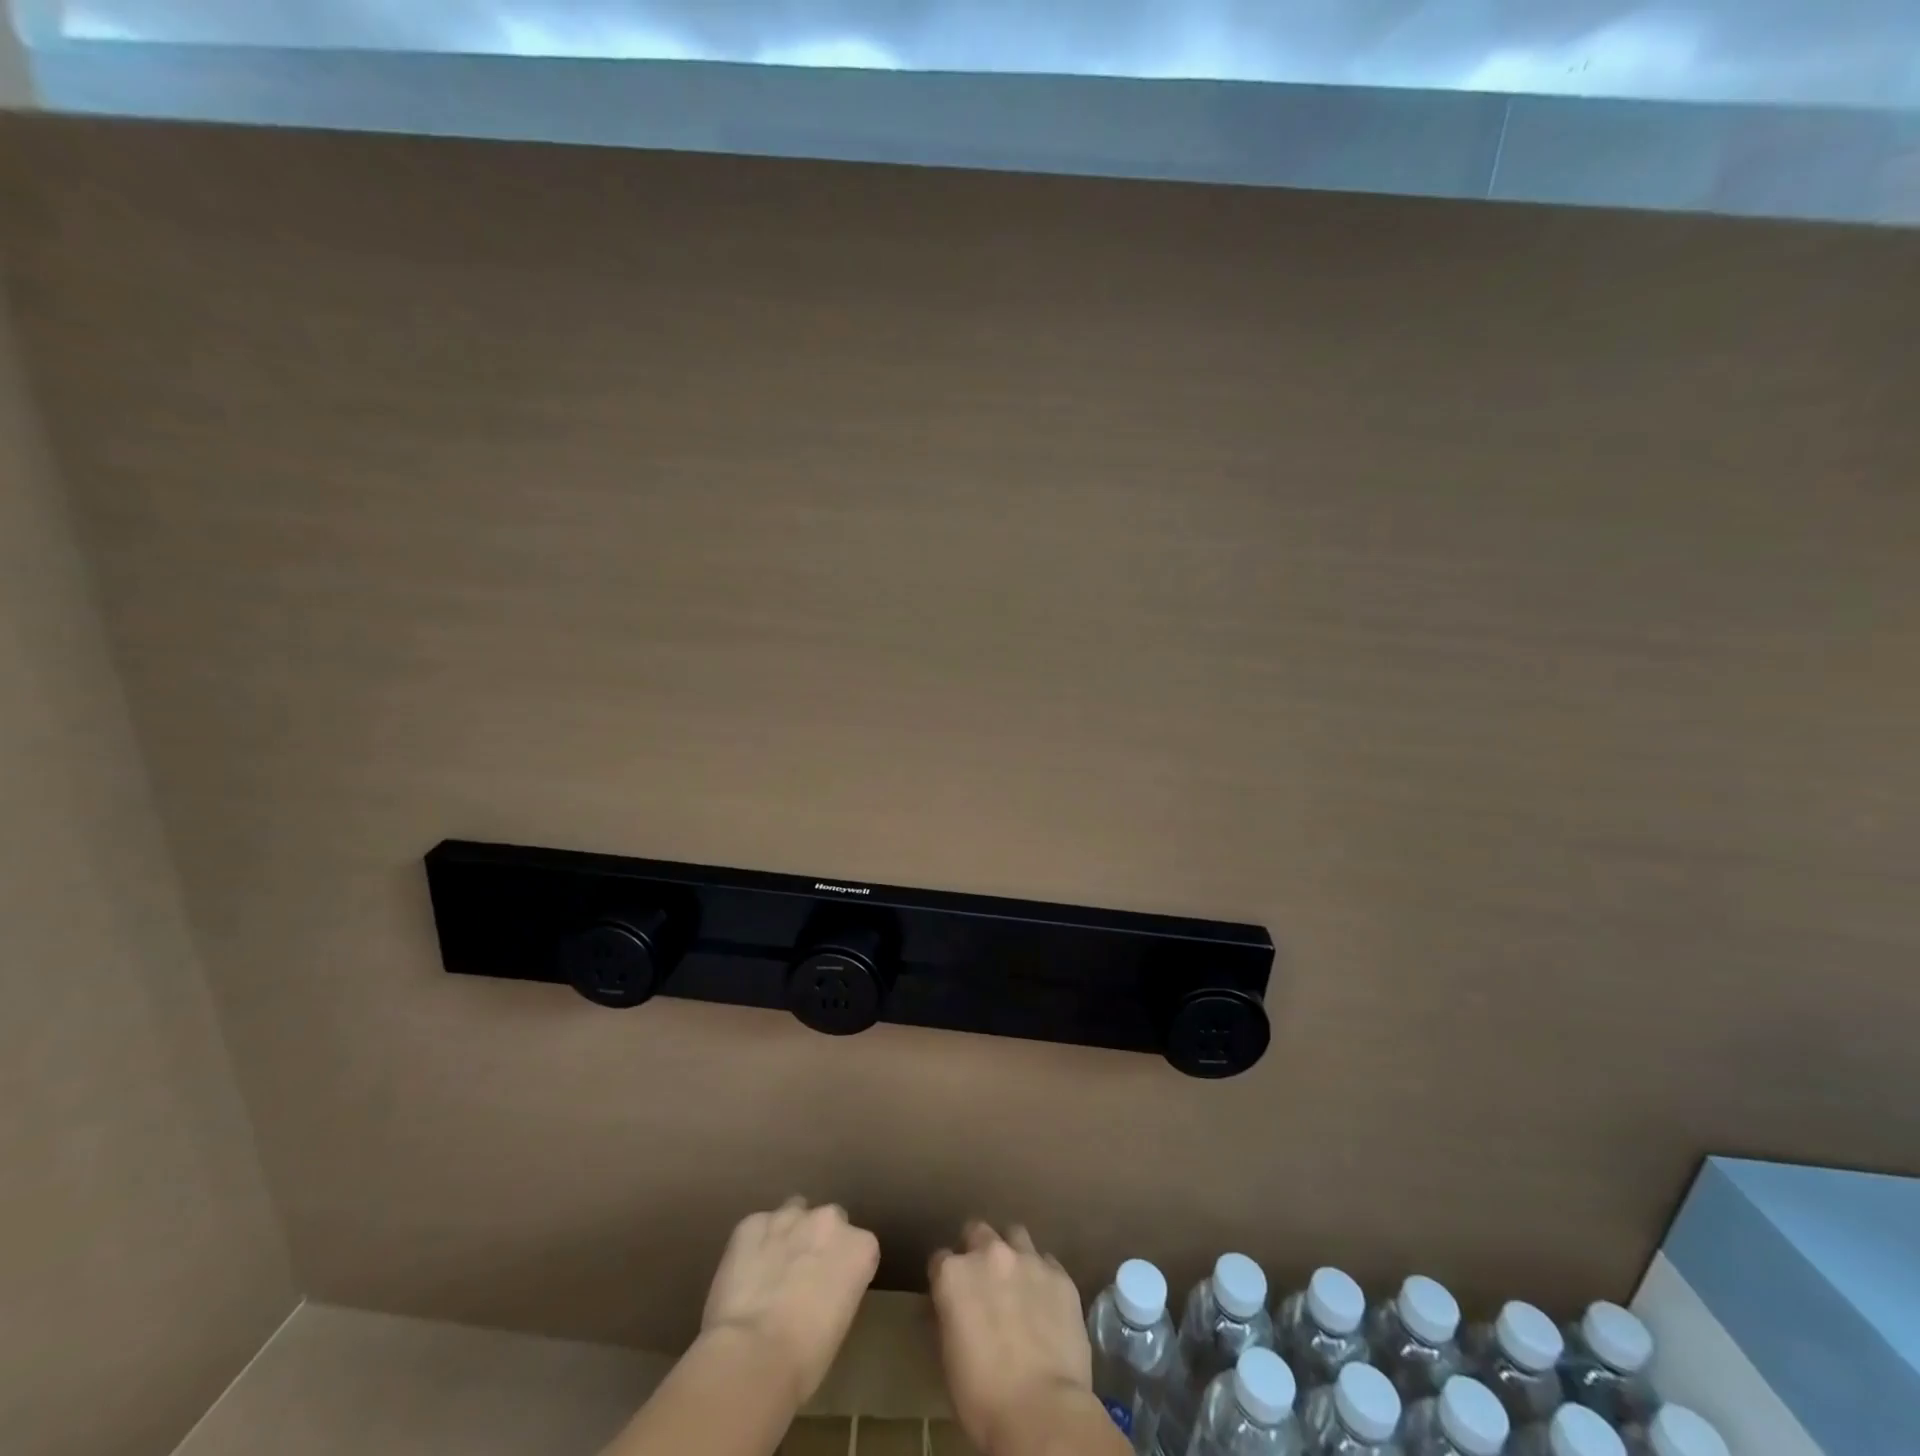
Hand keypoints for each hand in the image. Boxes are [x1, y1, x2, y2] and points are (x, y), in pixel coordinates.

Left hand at [700, 1198, 880, 1408]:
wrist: (751, 1356)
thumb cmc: (805, 1360)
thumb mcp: (838, 1324)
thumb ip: (836, 1290)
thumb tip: (817, 1293)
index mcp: (861, 1247)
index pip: (859, 1248)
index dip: (842, 1269)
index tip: (829, 1292)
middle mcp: (830, 1220)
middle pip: (827, 1222)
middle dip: (816, 1243)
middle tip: (799, 1280)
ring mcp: (789, 1216)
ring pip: (792, 1214)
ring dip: (786, 1235)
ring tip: (769, 1272)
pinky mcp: (751, 1223)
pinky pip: (756, 1228)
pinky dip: (752, 1246)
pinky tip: (743, 1276)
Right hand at [928, 1222, 1096, 1454]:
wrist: (1042, 1412)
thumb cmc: (983, 1397)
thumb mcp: (949, 1358)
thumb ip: (948, 1318)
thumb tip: (950, 1310)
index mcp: (954, 1275)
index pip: (940, 1260)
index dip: (945, 1279)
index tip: (951, 1297)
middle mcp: (989, 1254)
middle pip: (978, 1232)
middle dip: (977, 1250)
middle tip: (984, 1282)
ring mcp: (1028, 1260)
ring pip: (1015, 1235)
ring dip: (1012, 1253)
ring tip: (1017, 1282)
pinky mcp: (1060, 1275)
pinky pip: (1047, 1263)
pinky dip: (1042, 1276)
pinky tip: (1045, 1302)